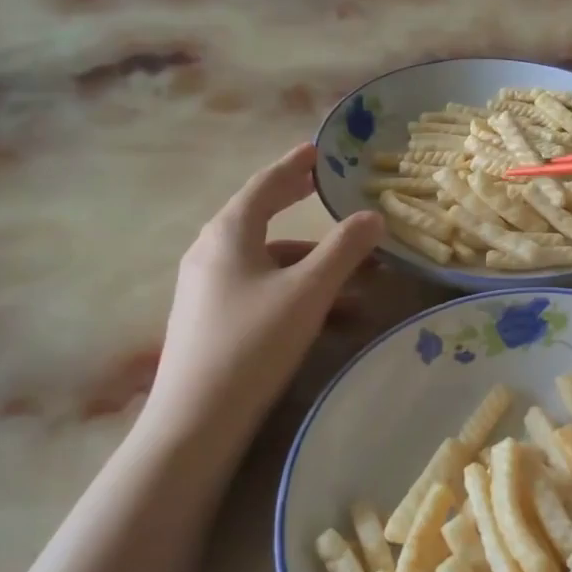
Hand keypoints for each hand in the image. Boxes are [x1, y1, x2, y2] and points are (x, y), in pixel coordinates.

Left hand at [144, 144, 384, 442]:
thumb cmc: (253, 342)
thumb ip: (344, 250)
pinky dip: (299, 295)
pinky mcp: (213, 321)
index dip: (294, 166)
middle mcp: (212, 253)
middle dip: (304, 212)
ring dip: (315, 267)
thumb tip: (373, 216)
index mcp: (229, 234)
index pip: (266, 185)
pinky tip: (334, 319)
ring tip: (362, 282)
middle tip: (329, 195)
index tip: (318, 151)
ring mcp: (209, 289)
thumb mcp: (308, 292)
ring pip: (270, 264)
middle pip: (264, 220)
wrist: (197, 420)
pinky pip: (263, 292)